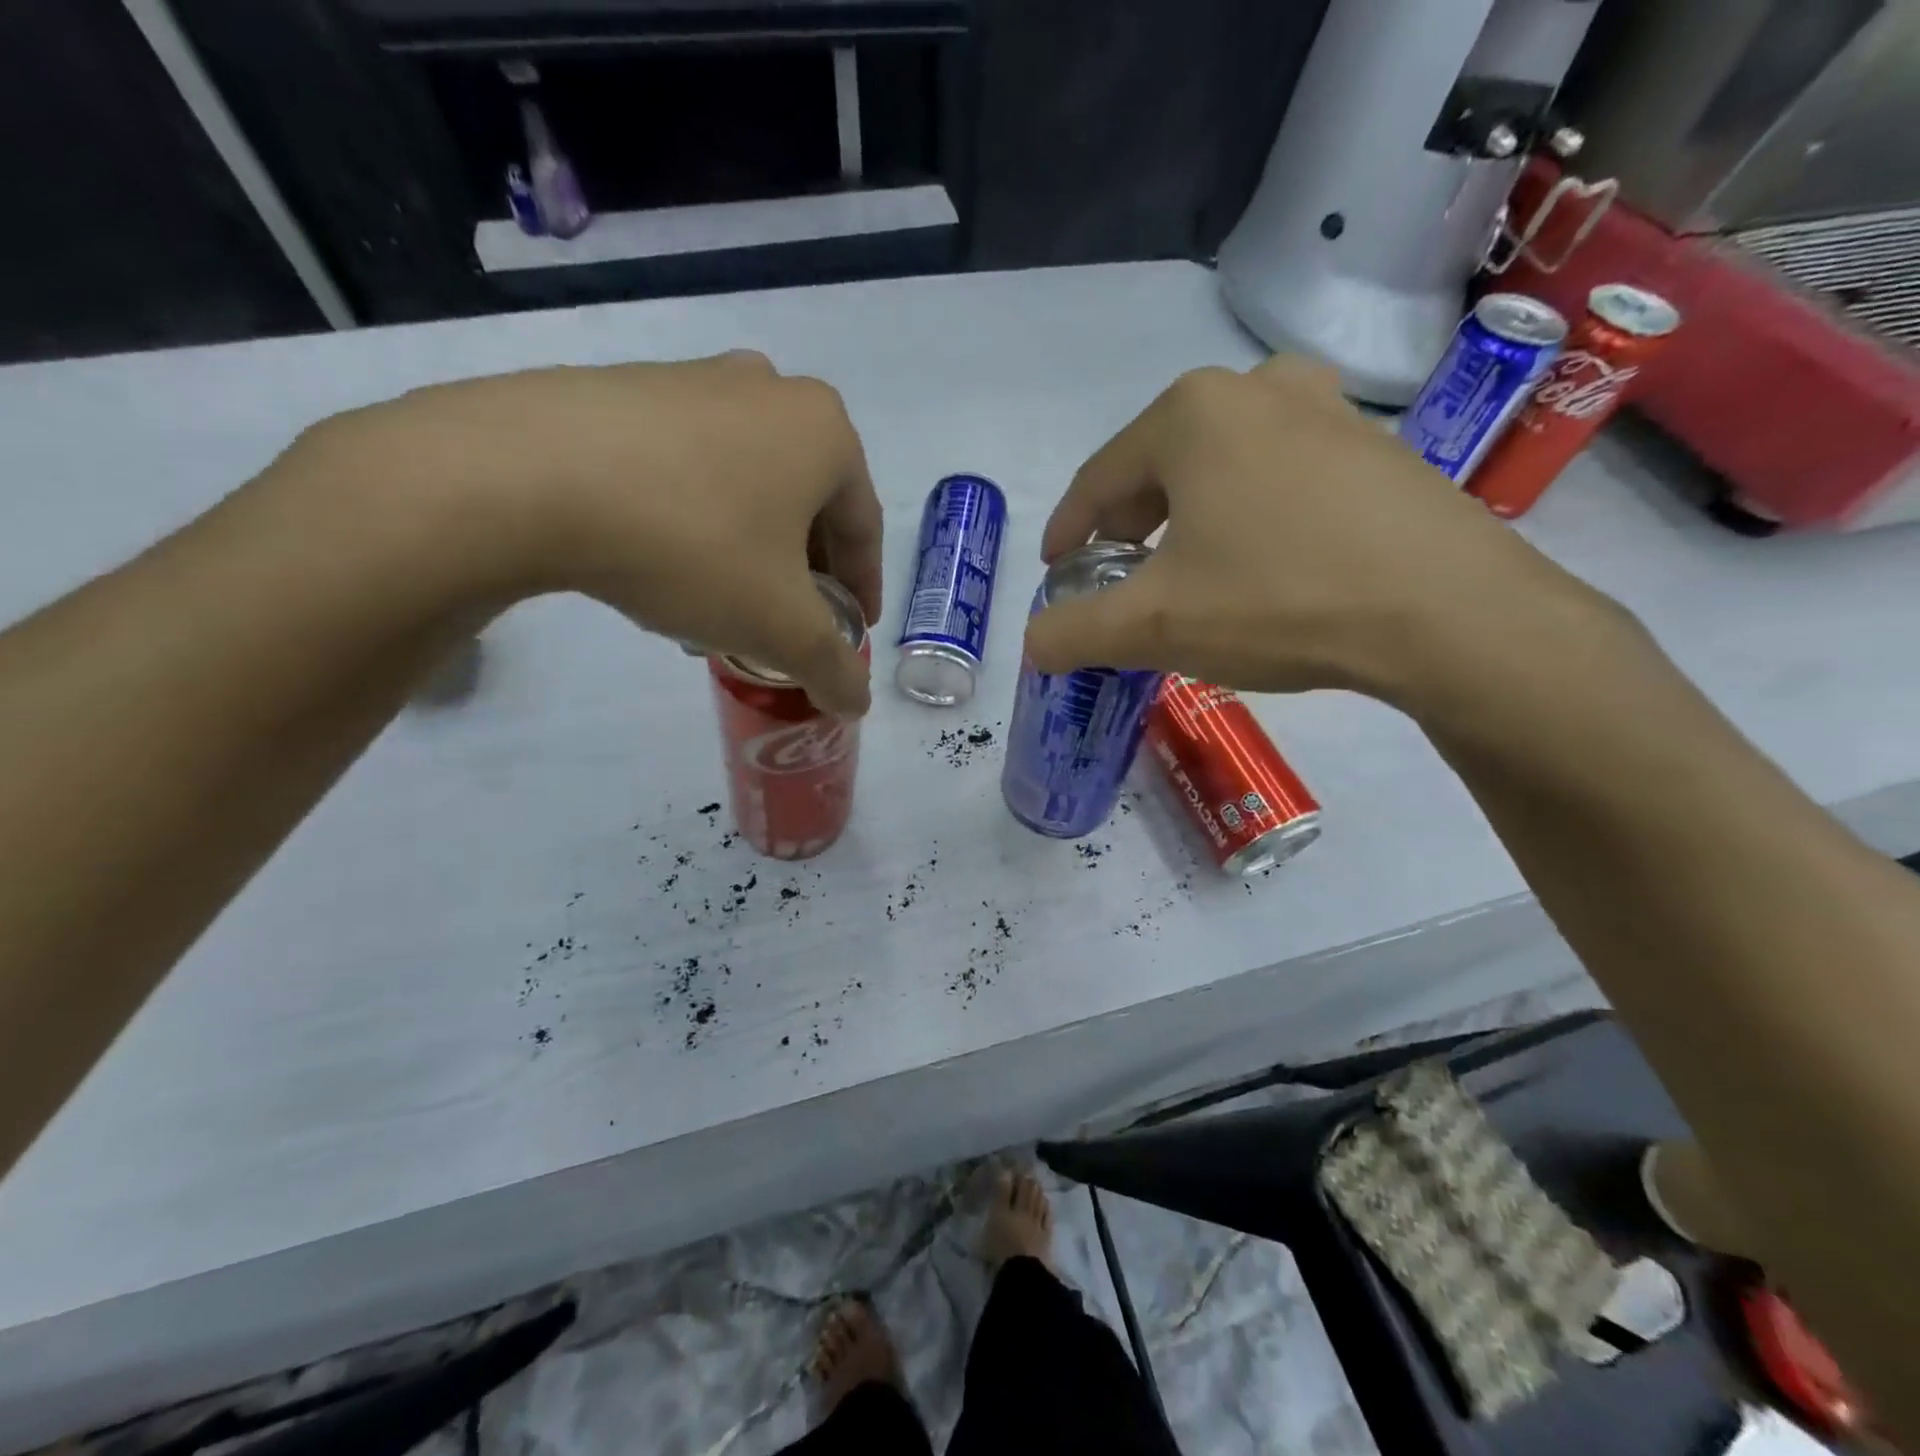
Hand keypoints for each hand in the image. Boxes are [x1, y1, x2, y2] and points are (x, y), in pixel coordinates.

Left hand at [295, 351, 881, 713]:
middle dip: (804, 571)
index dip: (862, 589)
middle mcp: (769, 392)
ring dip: (750, 549)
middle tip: (789, 622)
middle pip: (807, 504)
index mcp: (823, 432)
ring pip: (747, 486)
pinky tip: (666, 565)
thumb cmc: (692, 545)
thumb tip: (856, 705)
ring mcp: (693, 380)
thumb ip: (831, 667)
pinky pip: (689, 468)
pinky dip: (697, 520)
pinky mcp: (628, 389)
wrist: (527, 476)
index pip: (864, 528)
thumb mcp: (779, 625)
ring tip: (724, 603)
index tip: (852, 632)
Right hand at [1026, 356, 1587, 706]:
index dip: (1068, 530)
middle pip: (1158, 466)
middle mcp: (1255, 390)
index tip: (1055, 571)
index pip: (1098, 478)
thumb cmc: (1278, 599)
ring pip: (1221, 468)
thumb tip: (1034, 644)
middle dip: (1127, 524)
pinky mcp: (1374, 448)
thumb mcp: (1154, 625)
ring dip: (1187, 517)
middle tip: (1117, 576)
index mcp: (1190, 414)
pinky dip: (1247, 516)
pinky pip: (1279, 478)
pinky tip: (1259, 563)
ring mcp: (1325, 411)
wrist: (1448, 613)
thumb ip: (1075, 632)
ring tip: (1185, 570)